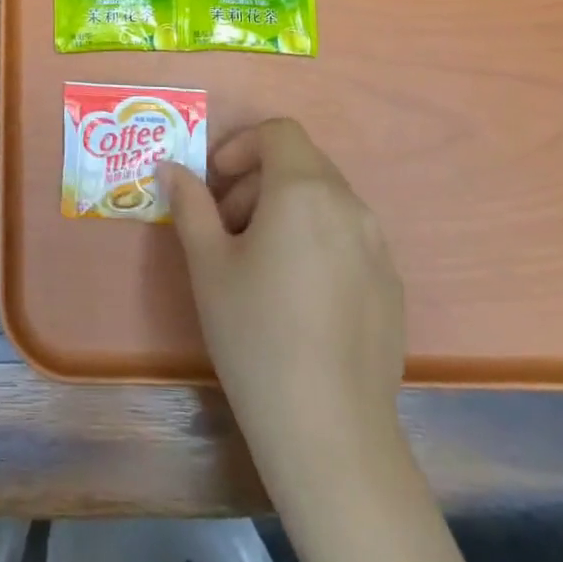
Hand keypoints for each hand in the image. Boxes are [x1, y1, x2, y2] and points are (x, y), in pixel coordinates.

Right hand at [159, 118, 406, 483]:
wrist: (330, 429)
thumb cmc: (255, 332)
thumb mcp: (207, 263)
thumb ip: (189, 204)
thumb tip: (171, 168)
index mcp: (304, 190)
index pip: (278, 132)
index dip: (240, 146)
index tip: (214, 184)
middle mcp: (350, 206)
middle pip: (302, 163)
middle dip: (257, 179)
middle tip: (225, 225)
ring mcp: (377, 246)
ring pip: (326, 200)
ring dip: (285, 208)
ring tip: (257, 261)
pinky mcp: (391, 284)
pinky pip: (348, 237)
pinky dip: (316, 239)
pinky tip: (296, 296)